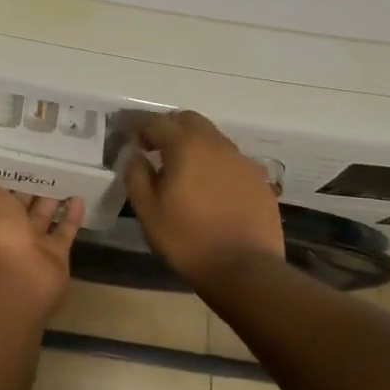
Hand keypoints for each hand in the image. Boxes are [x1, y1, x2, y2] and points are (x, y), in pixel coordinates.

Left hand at [0, 158, 83, 315]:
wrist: (18, 278)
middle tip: (45, 162)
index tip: (14, 155)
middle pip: (21, 204)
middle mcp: (9, 229)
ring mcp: (33, 243)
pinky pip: (64, 231)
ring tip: (66, 176)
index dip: (3, 176)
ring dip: (52, 199)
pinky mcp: (55, 254)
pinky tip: (79, 197)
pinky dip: (71, 216)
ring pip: (43, 217)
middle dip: (30, 187)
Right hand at [122, 110, 283, 287]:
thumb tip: (136, 154)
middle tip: (155, 147)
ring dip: (193, 143)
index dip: (140, 125)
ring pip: (213, 138)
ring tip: (183, 169)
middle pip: (189, 120)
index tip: (130, 135)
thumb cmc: (187, 240)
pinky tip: (210, 187)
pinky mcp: (259, 179)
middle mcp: (216, 144)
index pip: (157, 122)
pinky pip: (231, 159)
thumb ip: (136, 175)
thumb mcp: (147, 211)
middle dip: (169, 127)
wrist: (245, 269)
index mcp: (186, 147)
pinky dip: (214, 163)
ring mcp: (242, 160)